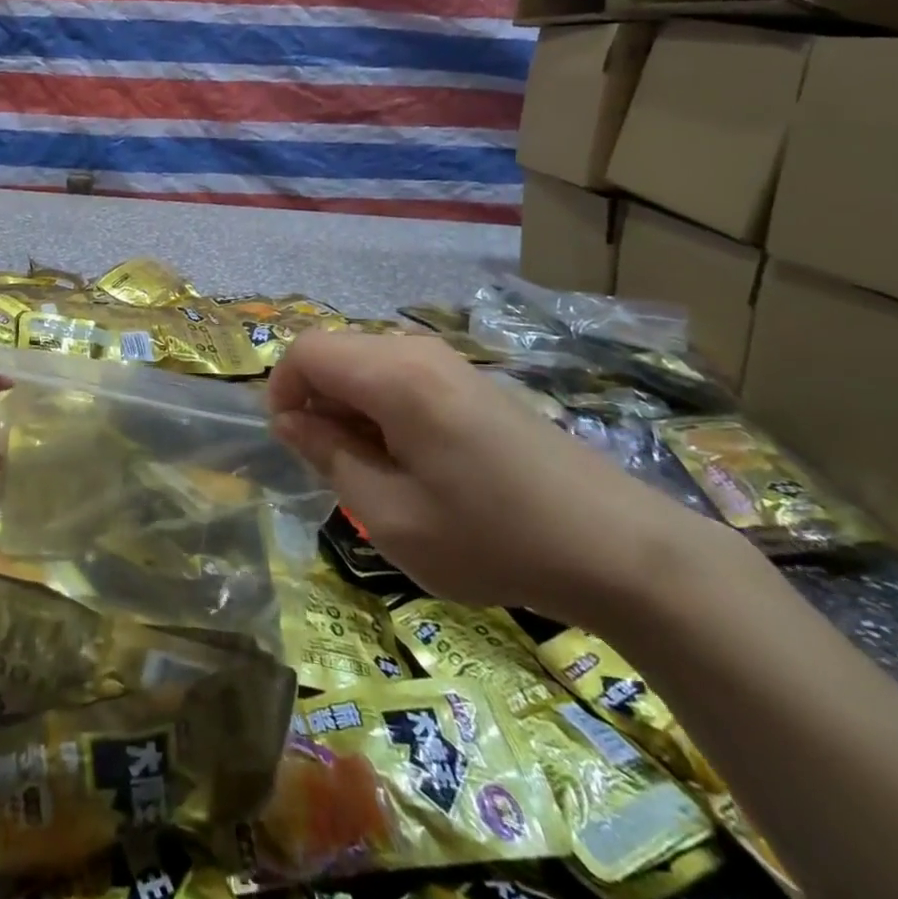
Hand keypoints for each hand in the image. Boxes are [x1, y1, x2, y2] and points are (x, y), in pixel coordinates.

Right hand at [267, 330, 710, 623]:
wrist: (617, 547)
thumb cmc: (493, 537)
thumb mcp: (391, 516)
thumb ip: (329, 458)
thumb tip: (290, 422)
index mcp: (394, 376)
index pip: (306, 352)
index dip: (281, 391)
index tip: (291, 446)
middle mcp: (418, 351)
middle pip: (336, 354)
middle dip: (315, 402)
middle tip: (334, 468)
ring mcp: (450, 362)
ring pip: (367, 365)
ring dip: (349, 409)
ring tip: (375, 472)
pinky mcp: (472, 380)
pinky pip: (401, 376)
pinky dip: (382, 409)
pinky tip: (414, 462)